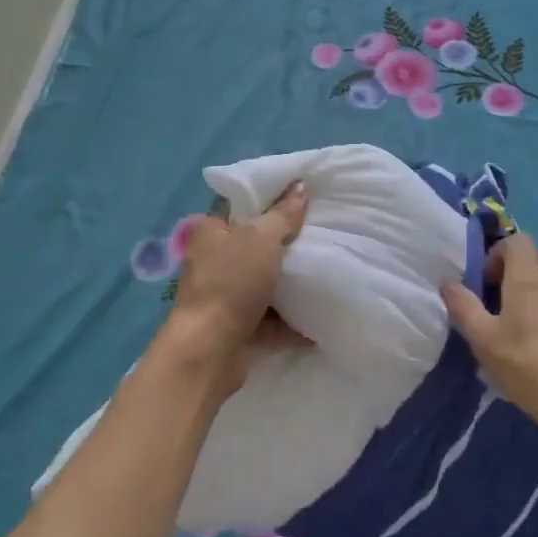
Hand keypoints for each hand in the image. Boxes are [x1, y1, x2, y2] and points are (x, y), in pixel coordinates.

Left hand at [160, 181, 308, 395]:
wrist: (210, 350)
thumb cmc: (231, 282)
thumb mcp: (262, 238)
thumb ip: (283, 214)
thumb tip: (300, 186)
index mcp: (211, 231)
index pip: (241, 205)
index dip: (270, 198)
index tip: (303, 195)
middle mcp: (214, 260)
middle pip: (256, 245)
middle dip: (287, 242)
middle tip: (322, 231)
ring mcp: (225, 296)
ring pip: (265, 282)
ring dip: (291, 283)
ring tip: (327, 269)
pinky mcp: (238, 327)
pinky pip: (271, 319)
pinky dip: (292, 319)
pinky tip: (320, 313)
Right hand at [440, 235, 537, 446]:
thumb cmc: (530, 369)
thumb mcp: (484, 342)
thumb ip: (464, 308)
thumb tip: (447, 282)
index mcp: (528, 282)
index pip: (518, 241)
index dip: (499, 253)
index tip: (488, 283)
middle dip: (525, 265)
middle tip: (507, 295)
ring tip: (527, 322)